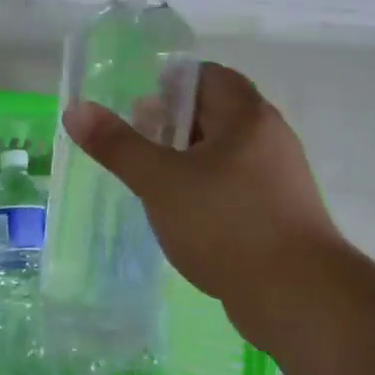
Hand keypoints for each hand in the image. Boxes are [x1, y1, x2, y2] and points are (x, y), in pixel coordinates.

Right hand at [61, 63, 342, 350]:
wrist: (298, 297)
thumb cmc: (226, 224)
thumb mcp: (160, 181)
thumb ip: (118, 145)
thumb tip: (76, 109)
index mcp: (248, 117)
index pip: (207, 77)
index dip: (169, 84)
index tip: (137, 107)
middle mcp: (269, 139)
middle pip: (215, 114)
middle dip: (171, 124)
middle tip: (135, 144)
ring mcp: (278, 179)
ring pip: (223, 154)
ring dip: (186, 160)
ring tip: (151, 180)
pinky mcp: (279, 214)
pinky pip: (234, 186)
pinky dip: (205, 189)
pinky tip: (181, 215)